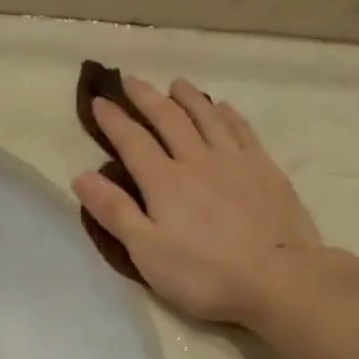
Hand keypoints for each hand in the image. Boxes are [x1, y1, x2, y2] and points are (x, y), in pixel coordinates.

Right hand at [74, 76, 322, 324]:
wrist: (278, 277)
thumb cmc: (204, 274)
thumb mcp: (148, 252)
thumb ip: (115, 212)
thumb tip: (81, 176)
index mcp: (164, 182)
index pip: (132, 141)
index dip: (113, 120)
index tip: (99, 101)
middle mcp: (197, 160)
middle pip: (169, 119)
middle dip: (146, 98)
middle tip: (131, 81)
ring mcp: (235, 161)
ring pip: (207, 117)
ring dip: (188, 98)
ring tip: (176, 84)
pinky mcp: (265, 170)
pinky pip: (241, 130)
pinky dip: (227, 114)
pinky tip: (223, 108)